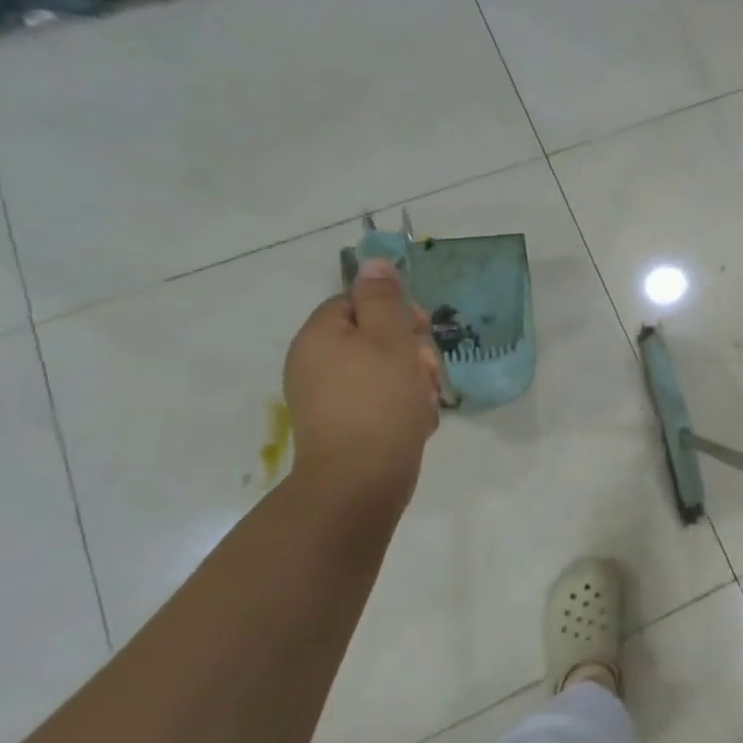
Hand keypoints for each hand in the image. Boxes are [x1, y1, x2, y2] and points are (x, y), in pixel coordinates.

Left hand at [283, 258, 441, 508]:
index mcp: (320, 336)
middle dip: (410, 352)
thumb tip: (373, 262)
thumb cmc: (379, 402)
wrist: (361, 481)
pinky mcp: (343, 426)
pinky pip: (378, 401)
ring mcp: (327, 398)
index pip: (358, 303)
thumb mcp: (390, 340)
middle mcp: (315, 363)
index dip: (396, 312)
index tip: (422, 331)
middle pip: (373, 337)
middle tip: (427, 373)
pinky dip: (401, 407)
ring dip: (412, 381)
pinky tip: (416, 422)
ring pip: (382, 371)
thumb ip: (385, 298)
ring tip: (424, 403)